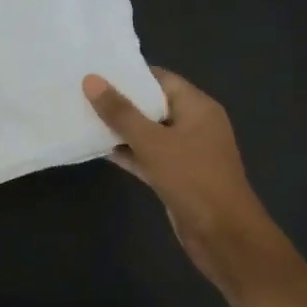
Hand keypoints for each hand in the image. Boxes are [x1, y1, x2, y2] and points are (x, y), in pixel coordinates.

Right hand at [83, 68, 289, 296]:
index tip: (96, 69)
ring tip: (82, 116)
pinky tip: (97, 148)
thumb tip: (91, 80)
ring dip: (120, 129)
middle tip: (81, 91)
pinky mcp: (176, 177)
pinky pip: (148, 156)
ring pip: (148, 133)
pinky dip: (127, 152)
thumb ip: (121, 112)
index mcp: (197, 107)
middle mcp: (194, 124)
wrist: (224, 236)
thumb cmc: (193, 180)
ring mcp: (186, 152)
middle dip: (120, 101)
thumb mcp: (153, 143)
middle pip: (153, 105)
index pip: (161, 79)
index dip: (130, 74)